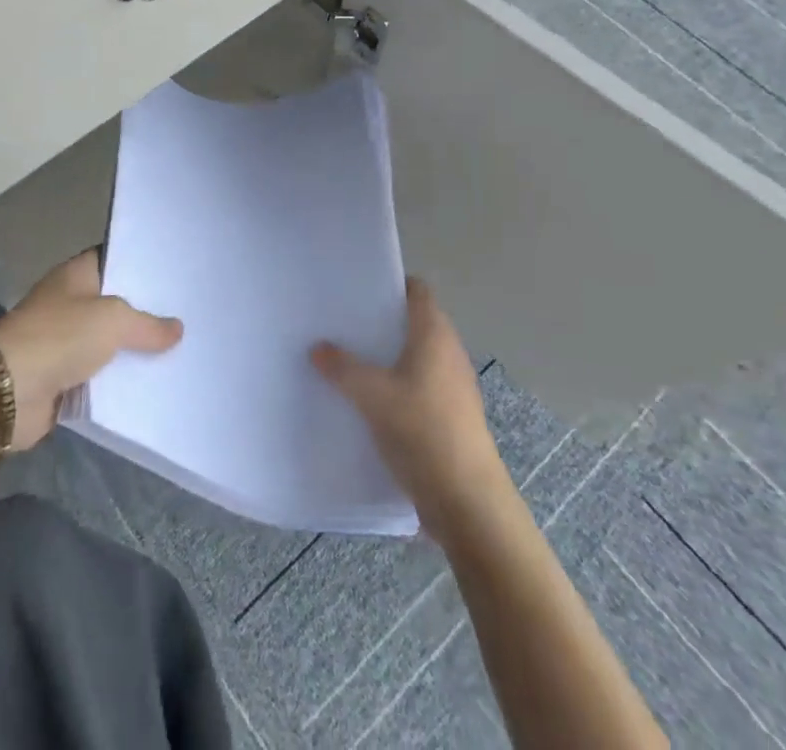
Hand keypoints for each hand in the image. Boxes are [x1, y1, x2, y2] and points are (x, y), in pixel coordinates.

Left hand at [0, 249, 182, 449]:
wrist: (7, 392)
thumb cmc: (59, 338)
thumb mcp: (112, 321)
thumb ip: (147, 324)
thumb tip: (177, 329)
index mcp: (76, 276)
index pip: (114, 259)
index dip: (141, 263)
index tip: (175, 270)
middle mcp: (70, 303)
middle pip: (116, 303)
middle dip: (146, 311)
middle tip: (188, 313)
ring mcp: (66, 341)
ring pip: (110, 342)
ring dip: (135, 350)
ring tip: (181, 349)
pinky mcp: (64, 378)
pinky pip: (101, 376)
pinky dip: (121, 381)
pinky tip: (155, 383)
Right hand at [312, 278, 510, 541]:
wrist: (468, 503)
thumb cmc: (423, 432)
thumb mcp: (373, 396)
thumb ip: (343, 368)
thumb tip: (318, 348)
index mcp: (434, 335)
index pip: (418, 290)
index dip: (391, 284)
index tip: (358, 288)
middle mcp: (448, 353)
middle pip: (414, 323)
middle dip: (381, 322)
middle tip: (342, 324)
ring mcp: (453, 387)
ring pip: (415, 357)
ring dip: (387, 357)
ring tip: (348, 360)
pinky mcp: (450, 417)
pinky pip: (418, 387)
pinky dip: (396, 386)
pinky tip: (369, 402)